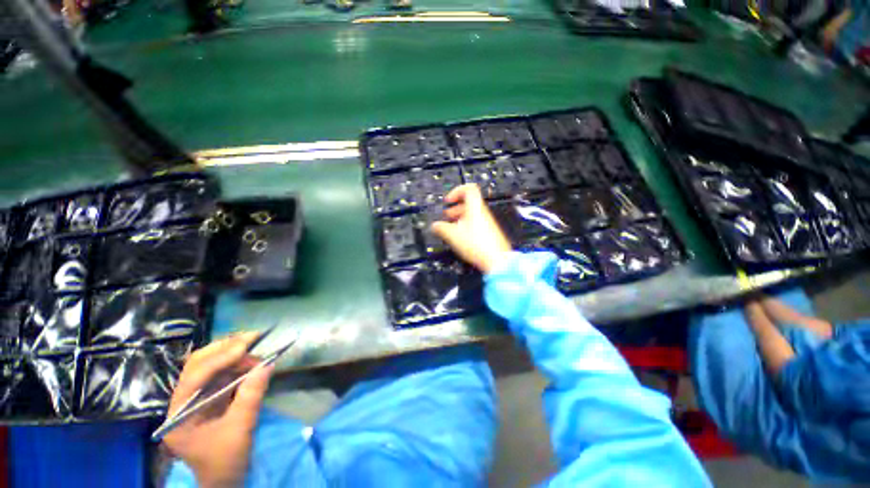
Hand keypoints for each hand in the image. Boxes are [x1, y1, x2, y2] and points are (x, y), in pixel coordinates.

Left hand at [163, 333, 273, 487]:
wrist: (222, 482)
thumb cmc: (225, 462)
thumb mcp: (240, 430)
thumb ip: (251, 396)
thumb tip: (268, 364)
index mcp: (179, 413)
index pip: (194, 376)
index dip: (221, 357)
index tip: (247, 344)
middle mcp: (182, 402)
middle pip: (197, 365)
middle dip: (225, 349)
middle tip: (252, 337)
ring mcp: (195, 399)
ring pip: (210, 367)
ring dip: (234, 355)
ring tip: (257, 351)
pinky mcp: (209, 400)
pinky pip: (222, 375)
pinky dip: (238, 365)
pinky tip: (252, 362)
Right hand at [431, 184, 511, 273]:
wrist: (497, 260)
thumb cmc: (478, 245)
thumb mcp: (453, 235)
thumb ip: (441, 228)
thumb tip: (435, 226)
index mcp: (475, 208)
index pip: (468, 188)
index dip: (456, 191)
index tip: (448, 201)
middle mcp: (482, 213)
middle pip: (468, 202)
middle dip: (455, 208)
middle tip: (447, 215)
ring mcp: (486, 223)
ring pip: (471, 214)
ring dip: (459, 218)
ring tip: (451, 228)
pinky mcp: (488, 232)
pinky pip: (475, 224)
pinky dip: (466, 226)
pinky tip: (460, 237)